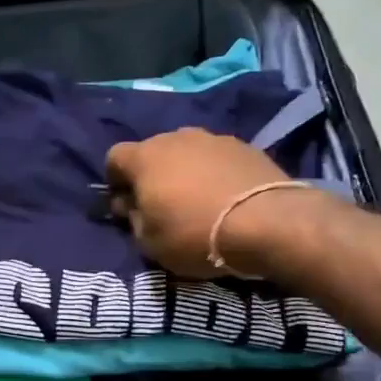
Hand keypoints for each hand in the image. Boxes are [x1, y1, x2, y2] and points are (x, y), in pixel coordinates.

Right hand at [105, 128, 290, 277]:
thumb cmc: (194, 234)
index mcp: (145, 157)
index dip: (115, 180)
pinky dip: (213, 173)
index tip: (125, 203)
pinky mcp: (245, 146)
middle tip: (161, 204)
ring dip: (184, 171)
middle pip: (152, 151)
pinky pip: (216, 158)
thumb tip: (129, 205)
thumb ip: (132, 219)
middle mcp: (176, 138)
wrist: (266, 223)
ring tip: (197, 200)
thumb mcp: (149, 242)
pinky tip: (224, 197)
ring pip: (186, 151)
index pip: (114, 157)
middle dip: (151, 174)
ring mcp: (213, 138)